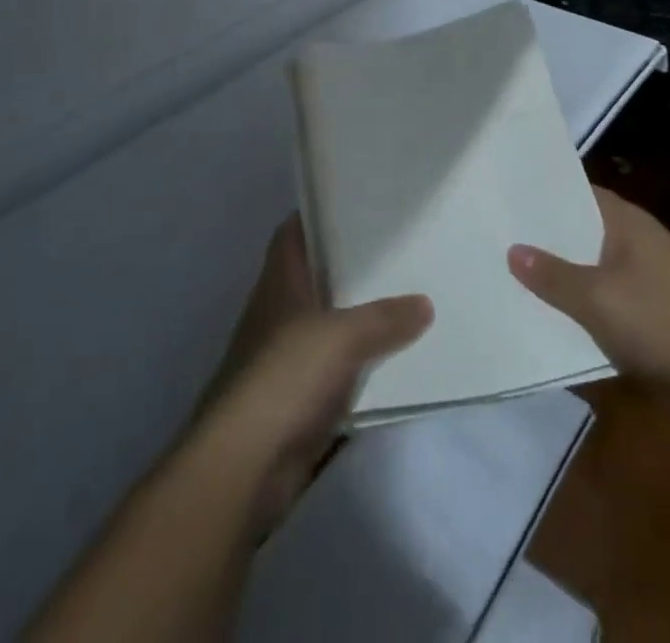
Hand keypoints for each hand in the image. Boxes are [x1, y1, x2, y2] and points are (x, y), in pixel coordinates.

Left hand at [193, 215, 430, 536]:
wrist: (244, 466)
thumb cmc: (284, 378)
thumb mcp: (341, 337)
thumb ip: (384, 318)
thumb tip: (425, 303)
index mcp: (280, 283)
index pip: (294, 232)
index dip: (319, 213)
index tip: (358, 203)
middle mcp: (280, 313)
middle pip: (317, 277)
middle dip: (352, 266)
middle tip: (400, 251)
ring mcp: (286, 358)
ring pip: (330, 325)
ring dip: (360, 319)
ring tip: (409, 300)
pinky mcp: (298, 400)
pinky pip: (338, 372)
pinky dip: (362, 366)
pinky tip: (396, 363)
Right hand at [508, 187, 669, 385]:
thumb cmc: (662, 319)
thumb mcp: (597, 299)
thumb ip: (553, 276)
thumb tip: (513, 251)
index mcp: (622, 218)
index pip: (574, 190)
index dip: (541, 193)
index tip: (504, 197)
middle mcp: (635, 234)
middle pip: (581, 225)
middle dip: (547, 234)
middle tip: (500, 235)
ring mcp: (649, 267)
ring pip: (594, 258)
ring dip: (566, 266)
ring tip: (519, 272)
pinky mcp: (656, 298)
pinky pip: (609, 285)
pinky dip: (586, 292)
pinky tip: (562, 309)